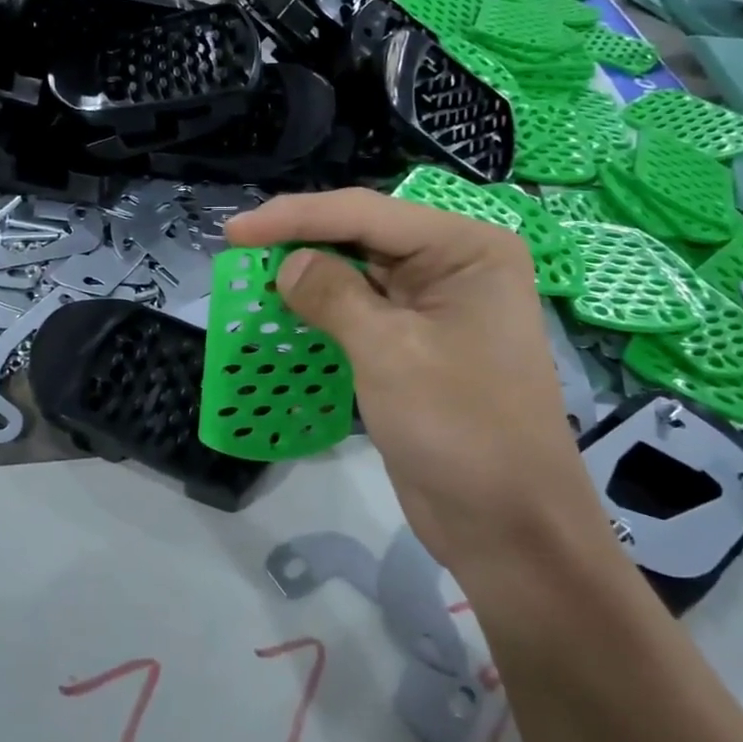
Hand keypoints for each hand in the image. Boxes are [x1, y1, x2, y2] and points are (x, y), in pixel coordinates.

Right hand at [224, 189, 594, 572]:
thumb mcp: (390, 353)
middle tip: (239, 248)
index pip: (367, 213)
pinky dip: (322, 308)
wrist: (508, 528)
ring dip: (308, 273)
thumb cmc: (461, 429)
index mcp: (467, 249)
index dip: (296, 216)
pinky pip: (362, 310)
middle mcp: (455, 265)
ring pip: (358, 271)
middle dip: (301, 239)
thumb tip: (286, 264)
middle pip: (363, 234)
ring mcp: (437, 305)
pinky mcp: (417, 342)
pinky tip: (286, 307)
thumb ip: (333, 296)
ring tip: (253, 272)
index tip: (233, 231)